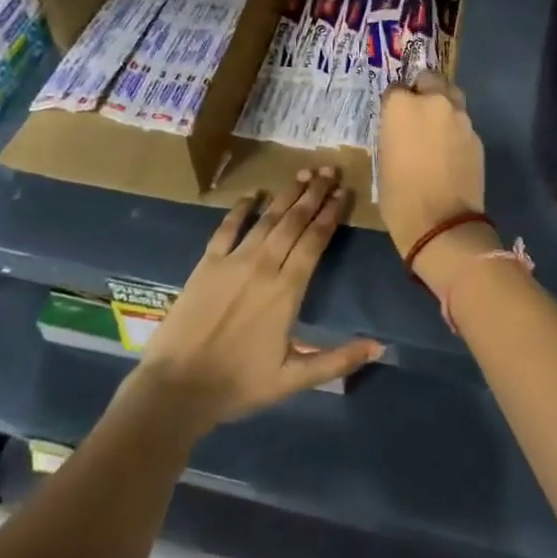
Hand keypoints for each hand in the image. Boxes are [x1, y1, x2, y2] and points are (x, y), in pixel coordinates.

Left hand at [125, 166, 381, 434]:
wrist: (177, 387)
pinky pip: (227, 228)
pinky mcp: (207, 263)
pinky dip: (241, 209)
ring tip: (303, 173)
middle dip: (314, 193)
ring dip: (286, 194)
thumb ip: (338, 360)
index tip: (344, 192)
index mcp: (287, 290)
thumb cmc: (239, 385)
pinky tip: (252, 195)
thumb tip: (379, 346)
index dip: (331, 214)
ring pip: (267, 218)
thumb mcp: (294, 379)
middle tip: (328, 170)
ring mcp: (233, 260)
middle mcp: (264, 266)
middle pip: (294, 221)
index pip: (315, 240)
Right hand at [377, 73, 494, 292]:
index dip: (394, 103)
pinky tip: (450, 151)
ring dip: (443, 106)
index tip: (393, 118)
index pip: (396, 88)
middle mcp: (433, 102)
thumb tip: (402, 128)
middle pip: (429, 80)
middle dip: (423, 90)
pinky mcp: (477, 136)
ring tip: (436, 130)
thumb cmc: (400, 196)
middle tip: (418, 115)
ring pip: (451, 97)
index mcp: (402, 106)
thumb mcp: (384, 159)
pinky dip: (456, 130)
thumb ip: (394, 132)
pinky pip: (463, 123)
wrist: (442, 224)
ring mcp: (460, 118)